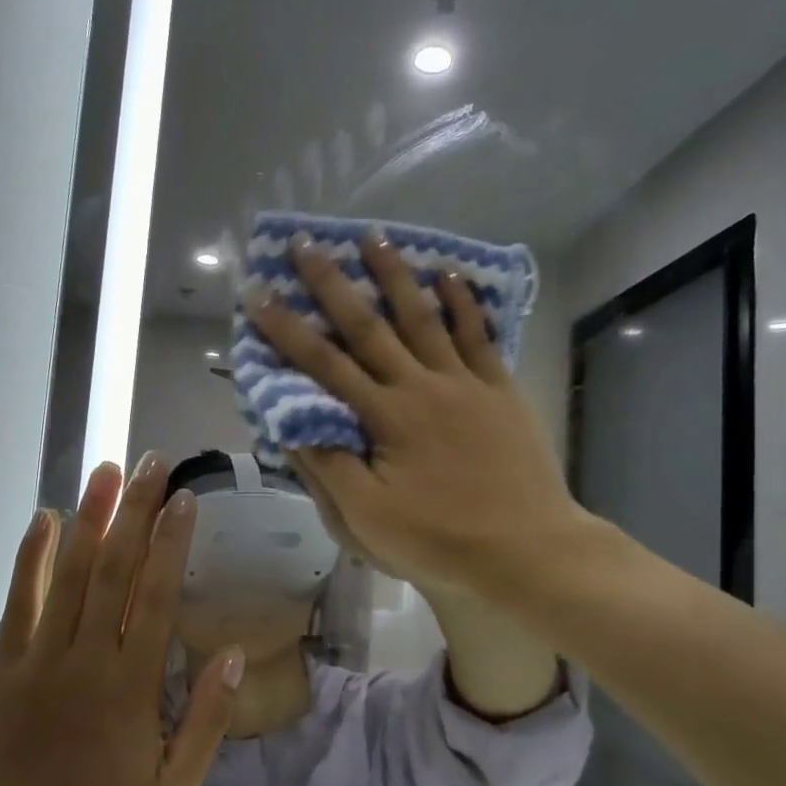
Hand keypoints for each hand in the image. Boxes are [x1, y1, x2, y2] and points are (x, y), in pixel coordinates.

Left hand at [0, 455, 241, 785]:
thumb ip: (208, 718)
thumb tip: (237, 652)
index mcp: (132, 688)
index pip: (157, 597)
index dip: (171, 544)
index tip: (184, 500)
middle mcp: (86, 662)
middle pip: (114, 570)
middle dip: (135, 511)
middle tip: (151, 462)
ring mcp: (37, 662)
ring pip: (67, 575)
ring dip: (88, 517)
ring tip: (106, 471)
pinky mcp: (0, 670)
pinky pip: (17, 603)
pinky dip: (30, 558)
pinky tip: (42, 519)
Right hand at [247, 232, 584, 601]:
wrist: (526, 550)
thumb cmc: (440, 540)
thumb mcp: (368, 518)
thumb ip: (328, 466)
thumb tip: (290, 424)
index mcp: (384, 417)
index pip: (324, 364)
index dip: (287, 329)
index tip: (259, 293)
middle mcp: (420, 385)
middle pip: (368, 325)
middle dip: (332, 283)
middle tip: (306, 242)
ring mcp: (465, 383)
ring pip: (423, 317)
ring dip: (395, 275)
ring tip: (373, 235)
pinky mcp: (500, 389)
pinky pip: (478, 335)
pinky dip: (462, 303)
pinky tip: (448, 275)